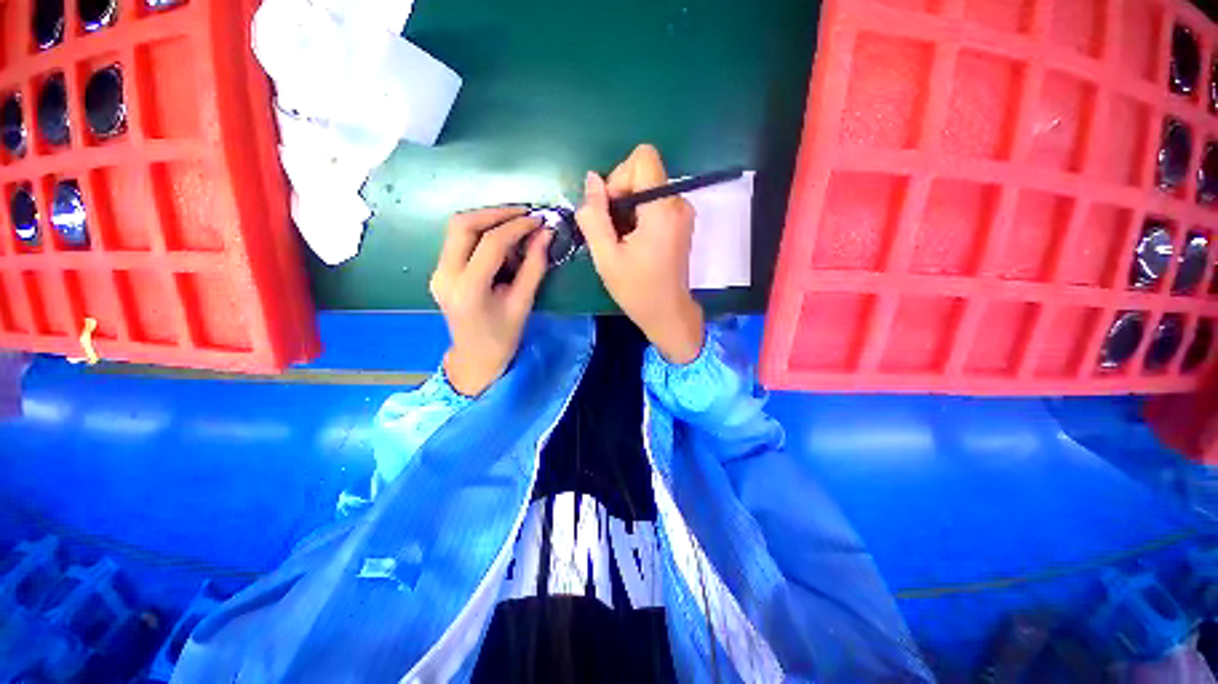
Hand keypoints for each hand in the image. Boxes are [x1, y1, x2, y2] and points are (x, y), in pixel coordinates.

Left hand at [430, 207, 551, 396]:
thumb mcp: (523, 304)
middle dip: (496, 213)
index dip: (516, 227)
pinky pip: (458, 240)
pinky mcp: (440, 271)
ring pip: (457, 228)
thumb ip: (534, 267)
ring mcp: (437, 272)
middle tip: (525, 214)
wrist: (475, 358)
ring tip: (516, 225)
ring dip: (487, 220)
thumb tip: (545, 234)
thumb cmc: (503, 337)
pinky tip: (502, 241)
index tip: (538, 220)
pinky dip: (481, 233)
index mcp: (467, 289)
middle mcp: (444, 275)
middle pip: (463, 225)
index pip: (489, 243)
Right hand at [576, 144, 704, 363]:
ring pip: (648, 187)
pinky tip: (634, 242)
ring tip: (623, 241)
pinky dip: (640, 215)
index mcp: (662, 209)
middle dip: (621, 195)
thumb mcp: (606, 256)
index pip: (643, 157)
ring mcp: (683, 212)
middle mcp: (679, 203)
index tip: (612, 210)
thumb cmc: (637, 290)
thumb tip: (591, 179)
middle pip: (644, 172)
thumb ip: (594, 216)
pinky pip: (655, 202)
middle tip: (613, 231)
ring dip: (628, 208)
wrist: (668, 314)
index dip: (620, 177)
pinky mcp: (682, 222)